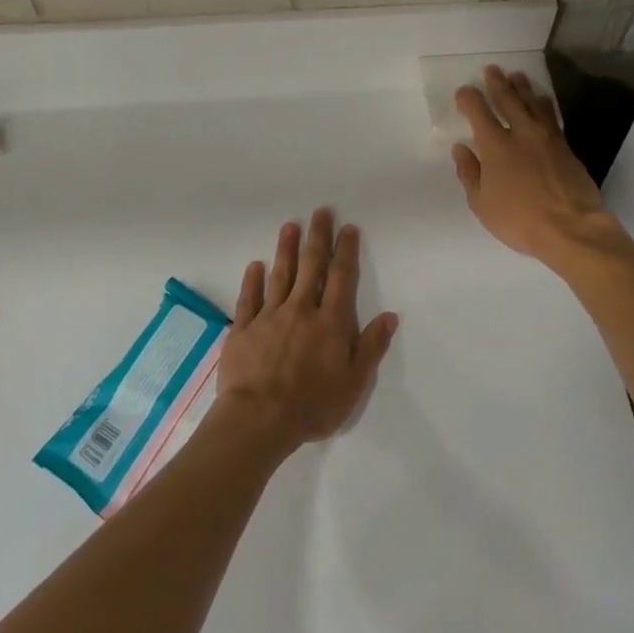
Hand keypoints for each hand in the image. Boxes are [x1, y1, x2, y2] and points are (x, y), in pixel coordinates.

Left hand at [214, 209, 397, 456]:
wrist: (258, 420)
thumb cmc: (312, 406)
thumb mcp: (353, 384)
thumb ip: (371, 347)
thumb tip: (389, 316)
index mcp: (330, 323)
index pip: (341, 278)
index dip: (346, 251)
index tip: (348, 228)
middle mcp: (301, 310)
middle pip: (311, 267)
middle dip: (317, 238)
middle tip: (320, 212)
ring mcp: (269, 317)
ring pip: (280, 275)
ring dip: (286, 249)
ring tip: (290, 226)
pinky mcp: (244, 329)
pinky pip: (249, 298)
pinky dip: (252, 280)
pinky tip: (255, 265)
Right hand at [452, 66, 621, 265]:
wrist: (571, 227)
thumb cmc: (519, 219)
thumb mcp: (482, 203)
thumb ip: (469, 173)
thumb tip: (461, 149)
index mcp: (496, 145)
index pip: (478, 112)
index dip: (469, 98)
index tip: (464, 92)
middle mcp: (522, 133)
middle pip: (508, 99)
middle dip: (497, 82)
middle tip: (492, 69)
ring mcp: (547, 137)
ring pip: (533, 103)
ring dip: (523, 87)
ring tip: (517, 76)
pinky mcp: (566, 147)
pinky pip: (552, 116)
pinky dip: (544, 104)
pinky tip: (542, 99)